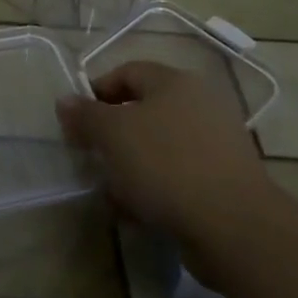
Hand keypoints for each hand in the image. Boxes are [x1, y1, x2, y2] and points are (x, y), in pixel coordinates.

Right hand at [57, 59, 275, 241]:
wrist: (233, 226)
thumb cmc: (165, 164)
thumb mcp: (113, 134)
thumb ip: (85, 115)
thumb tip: (64, 100)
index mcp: (174, 82)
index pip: (127, 72)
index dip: (96, 92)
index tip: (76, 122)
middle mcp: (199, 104)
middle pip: (143, 111)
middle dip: (112, 136)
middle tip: (91, 157)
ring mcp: (216, 144)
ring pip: (158, 147)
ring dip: (130, 167)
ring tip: (112, 193)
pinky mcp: (223, 181)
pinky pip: (178, 176)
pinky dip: (155, 189)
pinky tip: (138, 214)